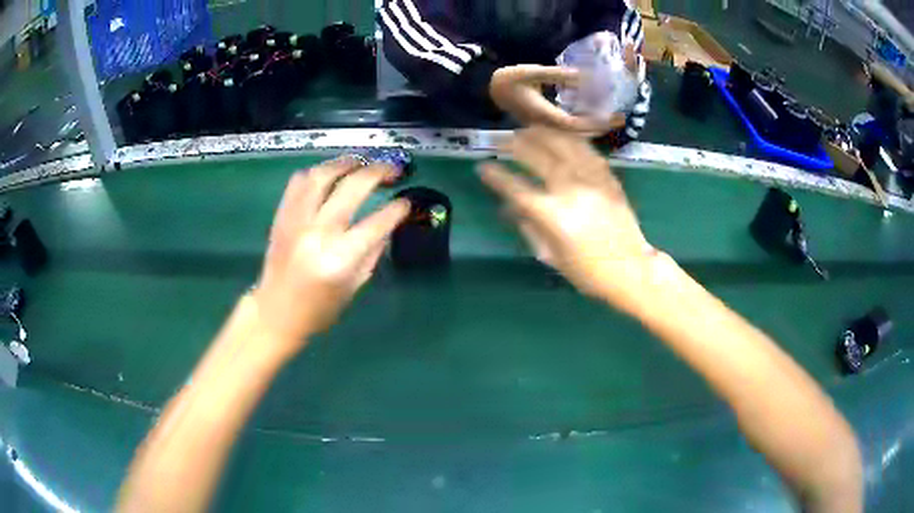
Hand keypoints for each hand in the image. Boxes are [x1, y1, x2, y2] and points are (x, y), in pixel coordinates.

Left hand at [252, 157, 409, 351]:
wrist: (276, 312)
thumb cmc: (319, 308)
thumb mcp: (354, 285)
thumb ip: (373, 251)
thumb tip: (388, 222)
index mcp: (340, 258)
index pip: (377, 222)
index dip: (397, 208)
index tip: (406, 202)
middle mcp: (318, 233)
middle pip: (353, 187)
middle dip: (379, 172)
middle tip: (393, 170)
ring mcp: (296, 220)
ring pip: (323, 175)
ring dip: (346, 163)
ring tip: (362, 162)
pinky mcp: (282, 216)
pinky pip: (299, 181)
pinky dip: (317, 172)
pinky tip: (330, 174)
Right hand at [478, 126, 659, 312]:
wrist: (630, 270)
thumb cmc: (587, 271)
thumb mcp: (550, 256)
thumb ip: (528, 228)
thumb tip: (508, 208)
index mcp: (553, 216)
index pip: (516, 188)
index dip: (496, 176)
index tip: (482, 167)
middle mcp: (571, 191)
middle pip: (539, 157)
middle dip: (517, 145)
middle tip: (503, 139)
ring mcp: (593, 181)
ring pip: (565, 146)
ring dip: (544, 134)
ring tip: (529, 128)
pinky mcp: (609, 179)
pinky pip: (588, 152)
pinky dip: (571, 141)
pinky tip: (562, 137)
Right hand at [489, 65, 624, 133]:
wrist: (487, 90)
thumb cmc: (506, 80)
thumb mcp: (529, 72)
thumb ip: (556, 75)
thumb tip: (584, 76)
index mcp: (544, 116)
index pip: (576, 124)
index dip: (597, 122)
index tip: (615, 116)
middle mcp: (547, 127)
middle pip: (580, 135)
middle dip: (601, 127)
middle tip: (621, 119)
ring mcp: (546, 129)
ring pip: (575, 136)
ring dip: (593, 128)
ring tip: (611, 120)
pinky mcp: (545, 125)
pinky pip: (569, 131)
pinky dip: (584, 126)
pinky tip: (592, 119)